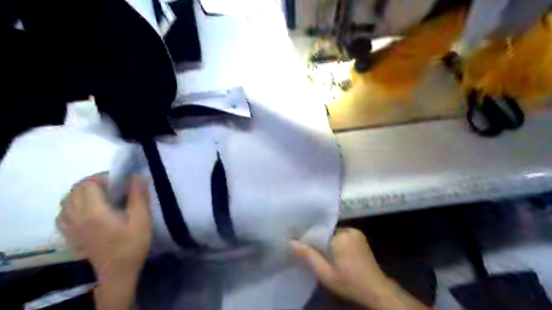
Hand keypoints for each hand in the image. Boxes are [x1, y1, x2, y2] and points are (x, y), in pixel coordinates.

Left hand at [56, 173, 151, 276]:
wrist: (119, 271)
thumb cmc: (133, 244)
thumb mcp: (142, 219)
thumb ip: (139, 196)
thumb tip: (138, 176)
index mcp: (94, 212)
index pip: (88, 184)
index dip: (104, 178)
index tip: (120, 183)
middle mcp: (77, 217)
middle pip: (75, 190)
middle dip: (93, 183)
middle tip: (113, 187)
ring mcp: (71, 227)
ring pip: (67, 200)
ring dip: (82, 192)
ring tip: (101, 195)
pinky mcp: (71, 235)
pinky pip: (63, 214)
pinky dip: (72, 206)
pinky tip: (86, 209)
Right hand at [293, 228, 391, 307]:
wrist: (376, 291)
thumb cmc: (349, 282)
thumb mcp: (325, 273)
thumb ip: (308, 255)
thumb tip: (291, 241)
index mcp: (340, 235)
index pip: (319, 231)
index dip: (310, 239)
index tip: (301, 245)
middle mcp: (349, 230)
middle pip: (327, 233)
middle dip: (320, 242)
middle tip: (312, 253)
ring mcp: (357, 233)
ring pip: (334, 234)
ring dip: (329, 243)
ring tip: (322, 254)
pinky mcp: (361, 238)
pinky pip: (343, 236)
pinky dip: (337, 243)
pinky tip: (334, 254)